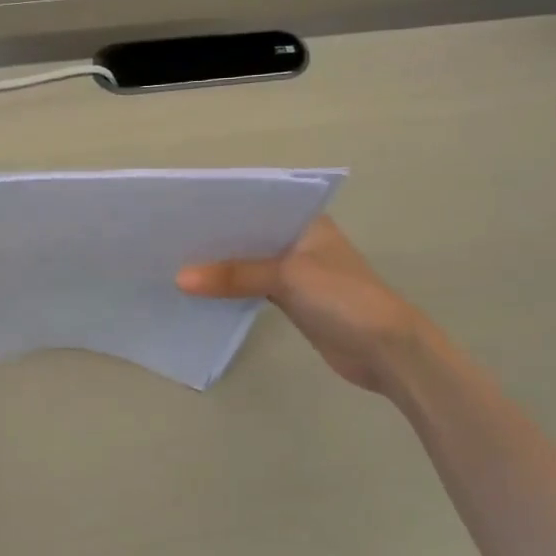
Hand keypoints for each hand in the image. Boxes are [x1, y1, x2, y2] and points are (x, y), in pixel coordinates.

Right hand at [177, 216, 422, 393]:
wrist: (385, 350)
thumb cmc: (343, 297)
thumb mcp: (287, 277)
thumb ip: (235, 275)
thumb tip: (180, 279)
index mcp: (306, 221)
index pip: (257, 206)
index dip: (222, 209)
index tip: (182, 210)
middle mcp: (299, 241)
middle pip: (250, 235)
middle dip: (215, 240)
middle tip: (169, 238)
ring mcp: (297, 272)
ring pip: (249, 263)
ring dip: (221, 267)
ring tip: (175, 263)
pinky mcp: (292, 301)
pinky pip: (253, 288)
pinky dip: (231, 290)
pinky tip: (200, 292)